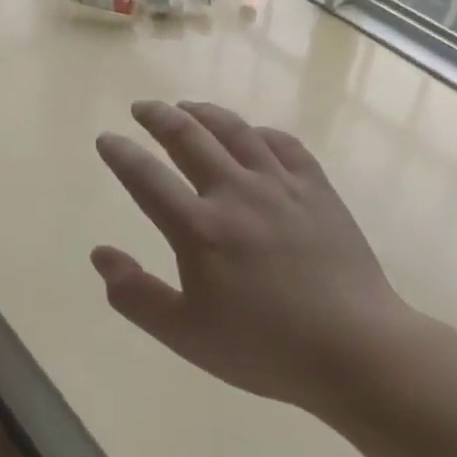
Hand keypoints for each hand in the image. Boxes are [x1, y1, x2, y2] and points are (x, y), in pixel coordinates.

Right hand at [92, 100, 417, 414]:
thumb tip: (99, 254)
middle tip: (142, 107)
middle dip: (158, 117)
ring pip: (235, 131)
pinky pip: (284, 145)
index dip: (121, 154)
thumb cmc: (264, 348)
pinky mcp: (317, 190)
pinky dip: (260, 132)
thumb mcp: (185, 334)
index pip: (146, 177)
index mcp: (199, 229)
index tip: (106, 139)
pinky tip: (253, 134)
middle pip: (188, 137)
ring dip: (204, 113)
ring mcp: (281, 186)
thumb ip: (135, 295)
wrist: (356, 350)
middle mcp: (235, 193)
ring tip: (187, 107)